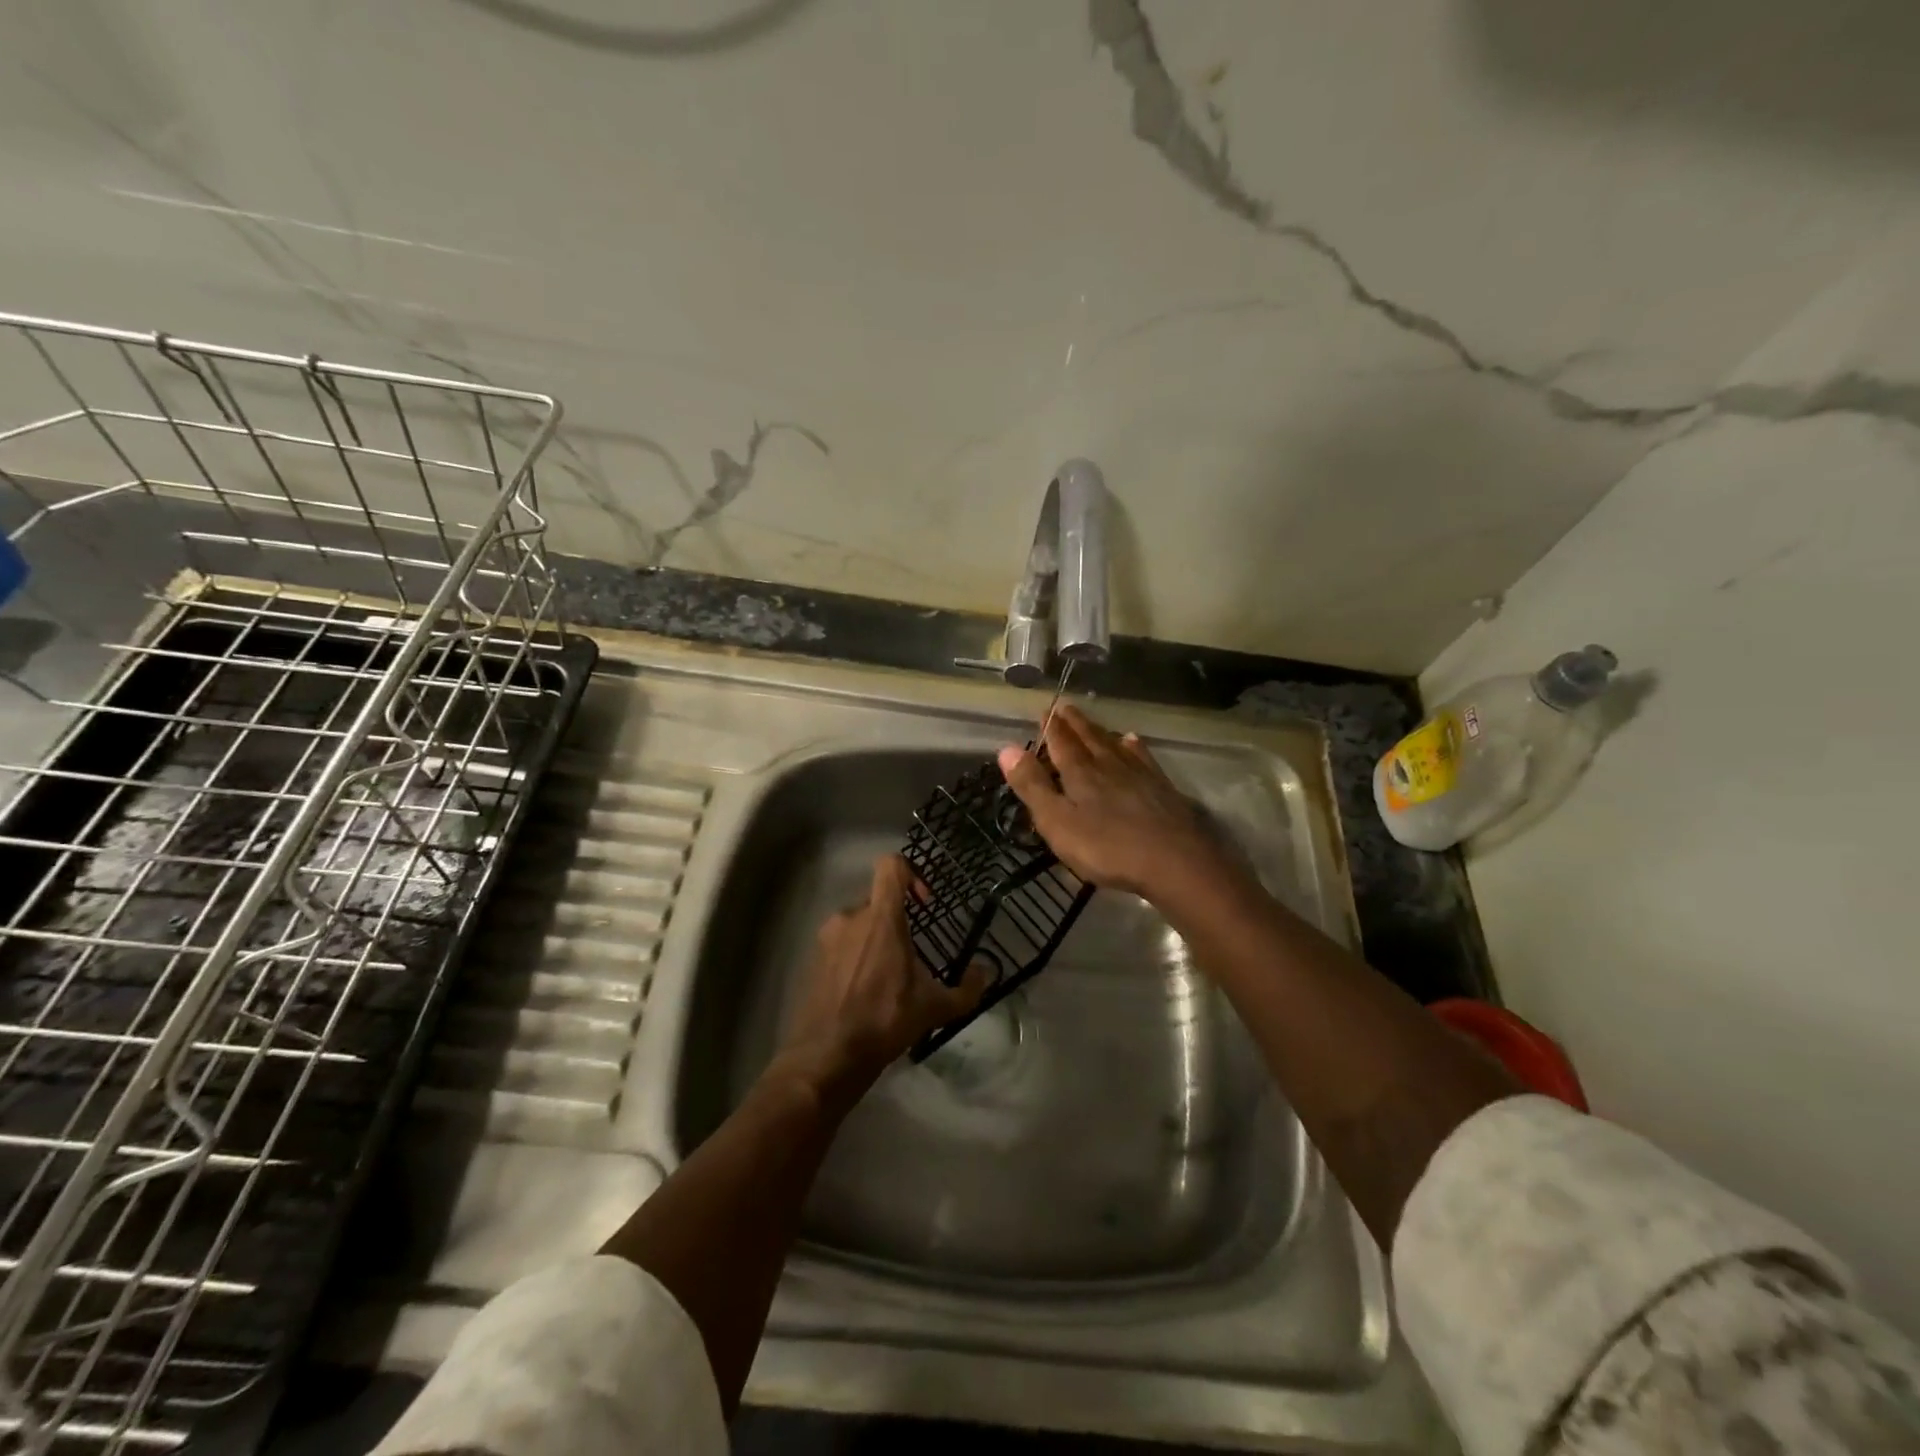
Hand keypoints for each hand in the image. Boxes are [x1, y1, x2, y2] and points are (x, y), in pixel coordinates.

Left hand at [773, 854, 989, 1100]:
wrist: (826, 1056)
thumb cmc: (884, 1021)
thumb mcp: (934, 1008)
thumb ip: (967, 989)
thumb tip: (986, 973)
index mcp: (881, 918)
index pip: (891, 866)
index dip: (911, 874)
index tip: (923, 904)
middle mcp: (850, 917)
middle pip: (878, 900)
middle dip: (896, 921)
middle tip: (910, 955)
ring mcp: (827, 937)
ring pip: (858, 923)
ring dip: (875, 940)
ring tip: (887, 978)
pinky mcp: (813, 957)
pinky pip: (840, 944)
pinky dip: (855, 957)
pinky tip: (864, 991)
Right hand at [997, 704, 1235, 900]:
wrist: (1173, 860)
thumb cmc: (1106, 847)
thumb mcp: (1057, 822)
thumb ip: (1032, 786)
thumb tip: (1006, 748)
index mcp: (1079, 772)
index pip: (1061, 742)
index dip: (1051, 726)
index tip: (1045, 710)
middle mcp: (1108, 764)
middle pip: (1088, 737)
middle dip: (1073, 723)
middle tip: (1064, 707)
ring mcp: (1138, 774)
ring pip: (1114, 744)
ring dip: (1099, 731)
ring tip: (1091, 722)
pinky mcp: (1160, 787)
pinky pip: (1142, 757)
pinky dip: (1133, 746)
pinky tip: (1133, 741)